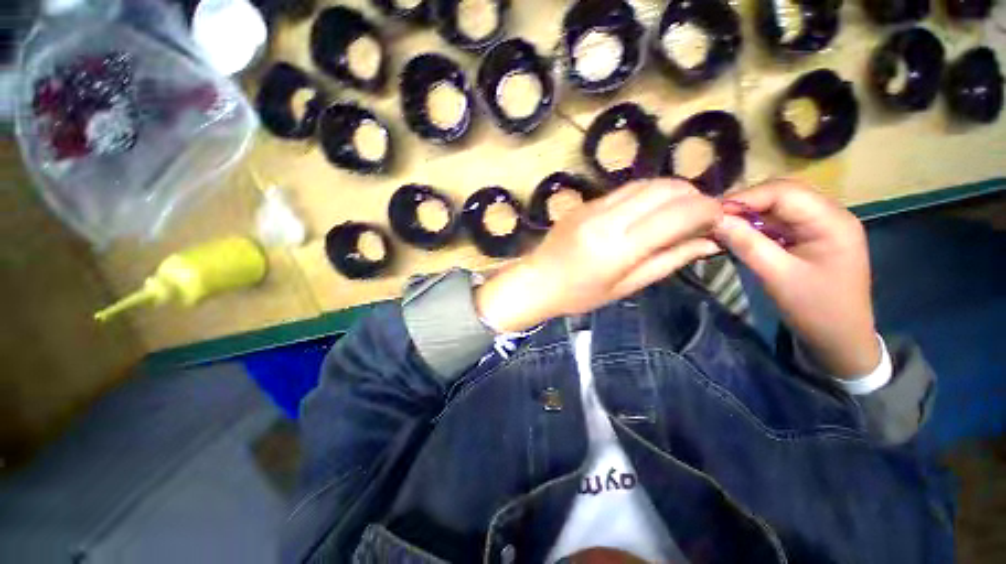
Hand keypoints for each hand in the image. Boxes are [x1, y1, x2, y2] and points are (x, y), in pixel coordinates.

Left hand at [475, 179, 721, 332]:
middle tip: (700, 216)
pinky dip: (646, 195)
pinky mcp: (584, 202)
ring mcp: (592, 206)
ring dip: (670, 192)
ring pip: (645, 183)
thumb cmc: (579, 294)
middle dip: (693, 196)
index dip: (708, 211)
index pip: (678, 213)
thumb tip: (709, 242)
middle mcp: (606, 219)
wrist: (537, 280)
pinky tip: (647, 212)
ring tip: (677, 212)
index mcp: (618, 247)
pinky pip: (624, 189)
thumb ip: (668, 261)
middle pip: (665, 188)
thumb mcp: (626, 286)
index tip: (720, 219)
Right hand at [713, 179, 879, 377]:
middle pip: (782, 195)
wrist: (840, 340)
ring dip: (748, 215)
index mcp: (832, 221)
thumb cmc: (816, 310)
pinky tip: (738, 236)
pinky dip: (755, 227)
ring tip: (720, 227)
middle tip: (713, 220)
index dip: (745, 198)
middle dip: (745, 204)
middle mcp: (829, 215)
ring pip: (778, 208)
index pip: (784, 192)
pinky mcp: (811, 238)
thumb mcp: (777, 277)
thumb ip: (747, 244)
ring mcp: (821, 226)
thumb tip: (715, 220)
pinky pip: (779, 223)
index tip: (711, 213)